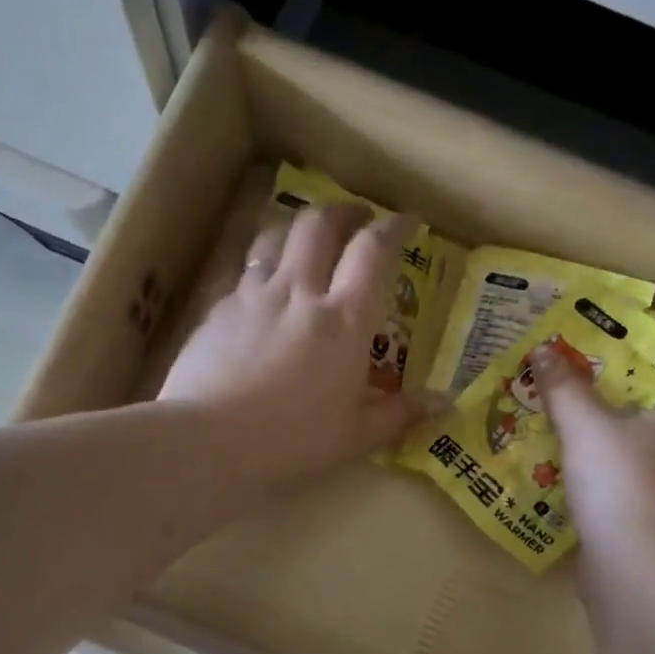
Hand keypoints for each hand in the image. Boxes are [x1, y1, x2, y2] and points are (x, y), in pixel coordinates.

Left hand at [160, 203, 437, 488]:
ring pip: (276, 234)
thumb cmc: (292, 442)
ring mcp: (254, 295)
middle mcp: (300, 292)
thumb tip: (446, 403)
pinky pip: (243, 269)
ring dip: (298, 225)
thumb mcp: (356, 437)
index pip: (374, 251)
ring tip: (308, 236)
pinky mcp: (217, 308)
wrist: (208, 442)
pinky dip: (261, 264)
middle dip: (344, 211)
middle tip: (357, 219)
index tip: (407, 219)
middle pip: (321, 224)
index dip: (394, 227)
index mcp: (344, 320)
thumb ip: (401, 414)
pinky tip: (261, 286)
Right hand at [532, 342, 654, 549]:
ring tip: (555, 438)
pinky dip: (602, 484)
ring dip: (598, 450)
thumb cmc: (620, 484)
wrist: (637, 569)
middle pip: (642, 418)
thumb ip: (564, 387)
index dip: (616, 368)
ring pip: (633, 456)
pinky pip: (628, 490)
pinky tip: (568, 483)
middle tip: (558, 399)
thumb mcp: (585, 426)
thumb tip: (542, 350)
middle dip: (600, 410)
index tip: (577, 365)